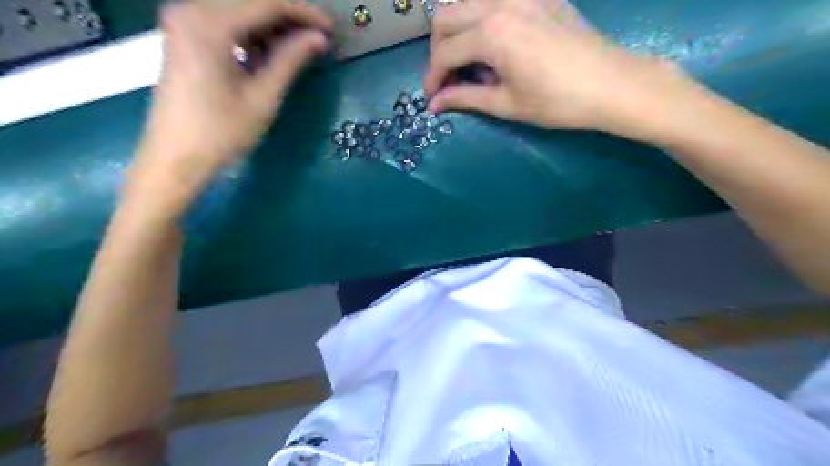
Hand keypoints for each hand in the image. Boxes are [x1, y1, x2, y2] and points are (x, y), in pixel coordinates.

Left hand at [130, 0, 333, 218]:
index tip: (331, 28)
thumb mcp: (263, 97)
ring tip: (298, 49)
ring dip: (271, 26)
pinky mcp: (184, 35)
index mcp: (209, 23)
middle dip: (288, 16)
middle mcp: (190, 9)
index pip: (266, 3)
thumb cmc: (221, 132)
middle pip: (250, 0)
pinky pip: (224, 22)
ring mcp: (183, 21)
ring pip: (238, 10)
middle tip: (318, 38)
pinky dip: (251, 33)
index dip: (303, 13)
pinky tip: (268, 54)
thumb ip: (290, 61)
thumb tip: (319, 38)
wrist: (176, 157)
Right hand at [423, 0, 699, 138]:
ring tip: (467, 61)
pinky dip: (481, 19)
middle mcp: (499, 3)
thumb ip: (465, 98)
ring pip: (467, 3)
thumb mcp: (506, 104)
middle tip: (447, 79)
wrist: (611, 83)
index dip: (432, 78)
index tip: (432, 99)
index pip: (444, 53)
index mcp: (491, 33)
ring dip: (457, 31)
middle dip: (438, 51)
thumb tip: (435, 104)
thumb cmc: (557, 101)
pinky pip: (494, 0)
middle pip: (446, 17)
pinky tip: (492, 43)